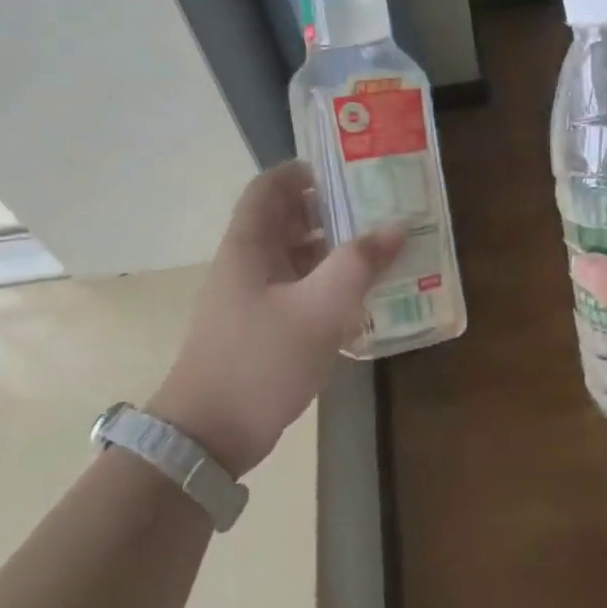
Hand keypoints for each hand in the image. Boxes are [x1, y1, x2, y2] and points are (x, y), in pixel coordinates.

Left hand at [151, 162, 403, 476]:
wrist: (210, 435)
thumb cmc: (260, 361)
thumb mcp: (319, 309)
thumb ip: (359, 264)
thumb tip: (396, 226)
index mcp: (249, 245)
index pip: (269, 187)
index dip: (302, 171)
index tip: (348, 171)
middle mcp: (248, 263)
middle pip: (287, 219)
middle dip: (330, 209)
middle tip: (379, 208)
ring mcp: (253, 297)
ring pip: (296, 256)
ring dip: (334, 249)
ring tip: (381, 247)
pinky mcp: (263, 327)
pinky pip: (300, 290)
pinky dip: (328, 284)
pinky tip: (362, 295)